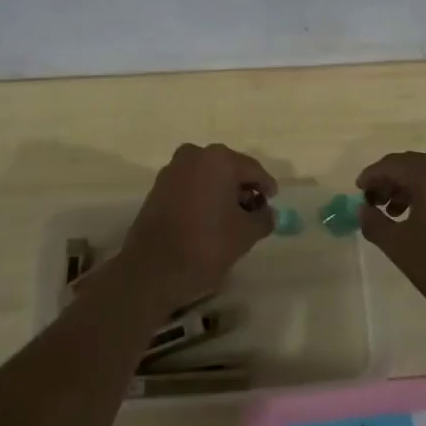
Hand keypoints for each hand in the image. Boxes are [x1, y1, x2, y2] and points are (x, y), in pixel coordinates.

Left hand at [116, 143, 276, 312]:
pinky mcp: (157, 187)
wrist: (152, 270)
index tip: (273, 202)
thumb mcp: (246, 234)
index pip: (253, 169)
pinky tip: (208, 220)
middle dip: (243, 188)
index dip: (266, 186)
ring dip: (221, 192)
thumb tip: (268, 213)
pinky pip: (190, 185)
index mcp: (220, 159)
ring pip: (207, 175)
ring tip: (231, 219)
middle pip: (229, 168)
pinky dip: (202, 196)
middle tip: (253, 211)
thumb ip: (264, 218)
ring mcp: (172, 170)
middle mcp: (195, 155)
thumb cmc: (206, 246)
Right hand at [357, 152, 425, 323]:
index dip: (371, 176)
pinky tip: (423, 218)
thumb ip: (374, 223)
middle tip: (373, 202)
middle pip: (412, 165)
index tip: (358, 191)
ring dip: (409, 188)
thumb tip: (363, 209)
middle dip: (390, 181)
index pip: (392, 164)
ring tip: (395, 213)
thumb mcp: (399, 247)